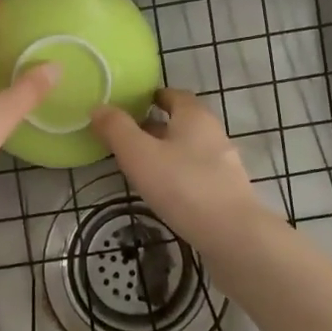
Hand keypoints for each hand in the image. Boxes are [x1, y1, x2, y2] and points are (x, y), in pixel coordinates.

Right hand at [91, 88, 267, 252]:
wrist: (232, 235)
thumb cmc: (182, 185)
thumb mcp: (139, 154)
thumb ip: (117, 129)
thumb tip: (99, 107)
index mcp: (194, 116)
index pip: (174, 95)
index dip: (153, 96)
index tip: (132, 104)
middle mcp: (213, 133)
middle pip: (182, 122)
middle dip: (156, 126)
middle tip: (128, 136)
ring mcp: (224, 163)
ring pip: (190, 149)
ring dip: (168, 152)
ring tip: (141, 166)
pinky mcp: (227, 191)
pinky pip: (198, 173)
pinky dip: (180, 175)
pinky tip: (165, 192)